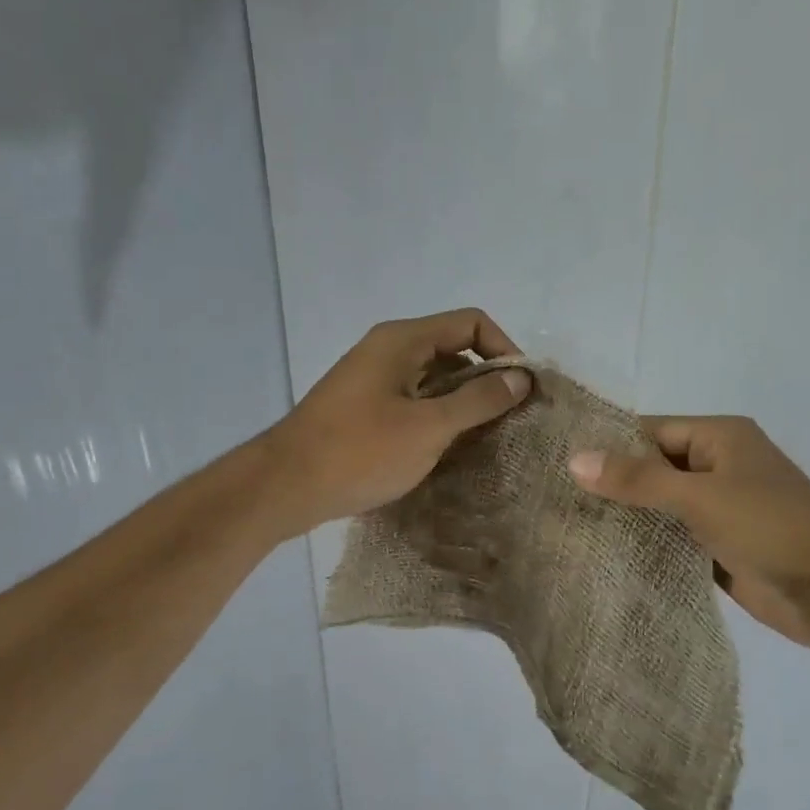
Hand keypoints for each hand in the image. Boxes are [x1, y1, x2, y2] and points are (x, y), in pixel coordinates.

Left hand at [264, 309, 530, 532]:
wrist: (286, 486)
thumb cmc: (361, 452)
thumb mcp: (429, 427)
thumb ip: (478, 400)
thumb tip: (522, 378)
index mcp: (403, 340)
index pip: (471, 323)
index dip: (504, 350)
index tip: (522, 391)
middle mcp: (388, 349)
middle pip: (453, 349)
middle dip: (486, 380)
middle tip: (509, 420)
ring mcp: (373, 379)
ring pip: (433, 379)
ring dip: (462, 403)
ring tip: (485, 439)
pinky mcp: (364, 408)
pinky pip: (413, 401)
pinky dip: (437, 417)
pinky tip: (448, 449)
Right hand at [568, 417, 809, 650]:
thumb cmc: (770, 528)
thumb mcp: (701, 496)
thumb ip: (639, 479)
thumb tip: (574, 460)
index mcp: (719, 438)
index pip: (650, 431)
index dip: (607, 445)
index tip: (556, 461)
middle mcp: (717, 467)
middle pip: (652, 469)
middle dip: (611, 484)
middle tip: (553, 499)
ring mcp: (718, 509)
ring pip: (660, 506)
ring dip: (625, 517)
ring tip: (566, 526)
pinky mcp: (717, 546)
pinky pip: (672, 538)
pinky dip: (645, 545)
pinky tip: (603, 555)